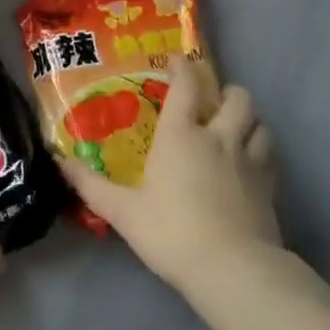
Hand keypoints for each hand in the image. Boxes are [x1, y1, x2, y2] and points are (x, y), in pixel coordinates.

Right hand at [56, 55, 282, 292]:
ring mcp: (249, 161)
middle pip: (237, 98)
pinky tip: (251, 165)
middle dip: (226, 92)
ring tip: (236, 128)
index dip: (182, 67)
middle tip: (212, 101)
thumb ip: (91, 185)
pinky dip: (261, 151)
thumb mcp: (123, 211)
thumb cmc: (172, 231)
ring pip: (260, 124)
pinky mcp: (269, 188)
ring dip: (249, 120)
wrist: (233, 270)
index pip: (186, 85)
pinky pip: (270, 156)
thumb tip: (60, 161)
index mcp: (181, 134)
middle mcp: (218, 137)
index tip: (176, 60)